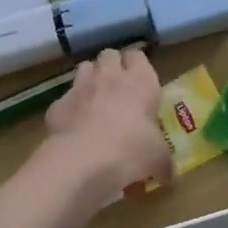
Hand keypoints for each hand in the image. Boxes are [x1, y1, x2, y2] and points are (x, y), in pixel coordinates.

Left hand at [43, 49, 169, 197]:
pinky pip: (65, 98)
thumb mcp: (158, 158)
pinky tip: (74, 126)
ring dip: (90, 79)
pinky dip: (69, 108)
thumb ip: (163, 160)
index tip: (140, 80)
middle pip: (109, 54)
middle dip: (112, 66)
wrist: (84, 160)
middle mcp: (110, 76)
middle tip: (118, 87)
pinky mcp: (57, 104)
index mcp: (140, 81)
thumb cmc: (132, 150)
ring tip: (95, 100)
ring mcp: (80, 87)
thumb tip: (169, 173)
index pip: (138, 55)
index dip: (137, 65)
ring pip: (85, 68)